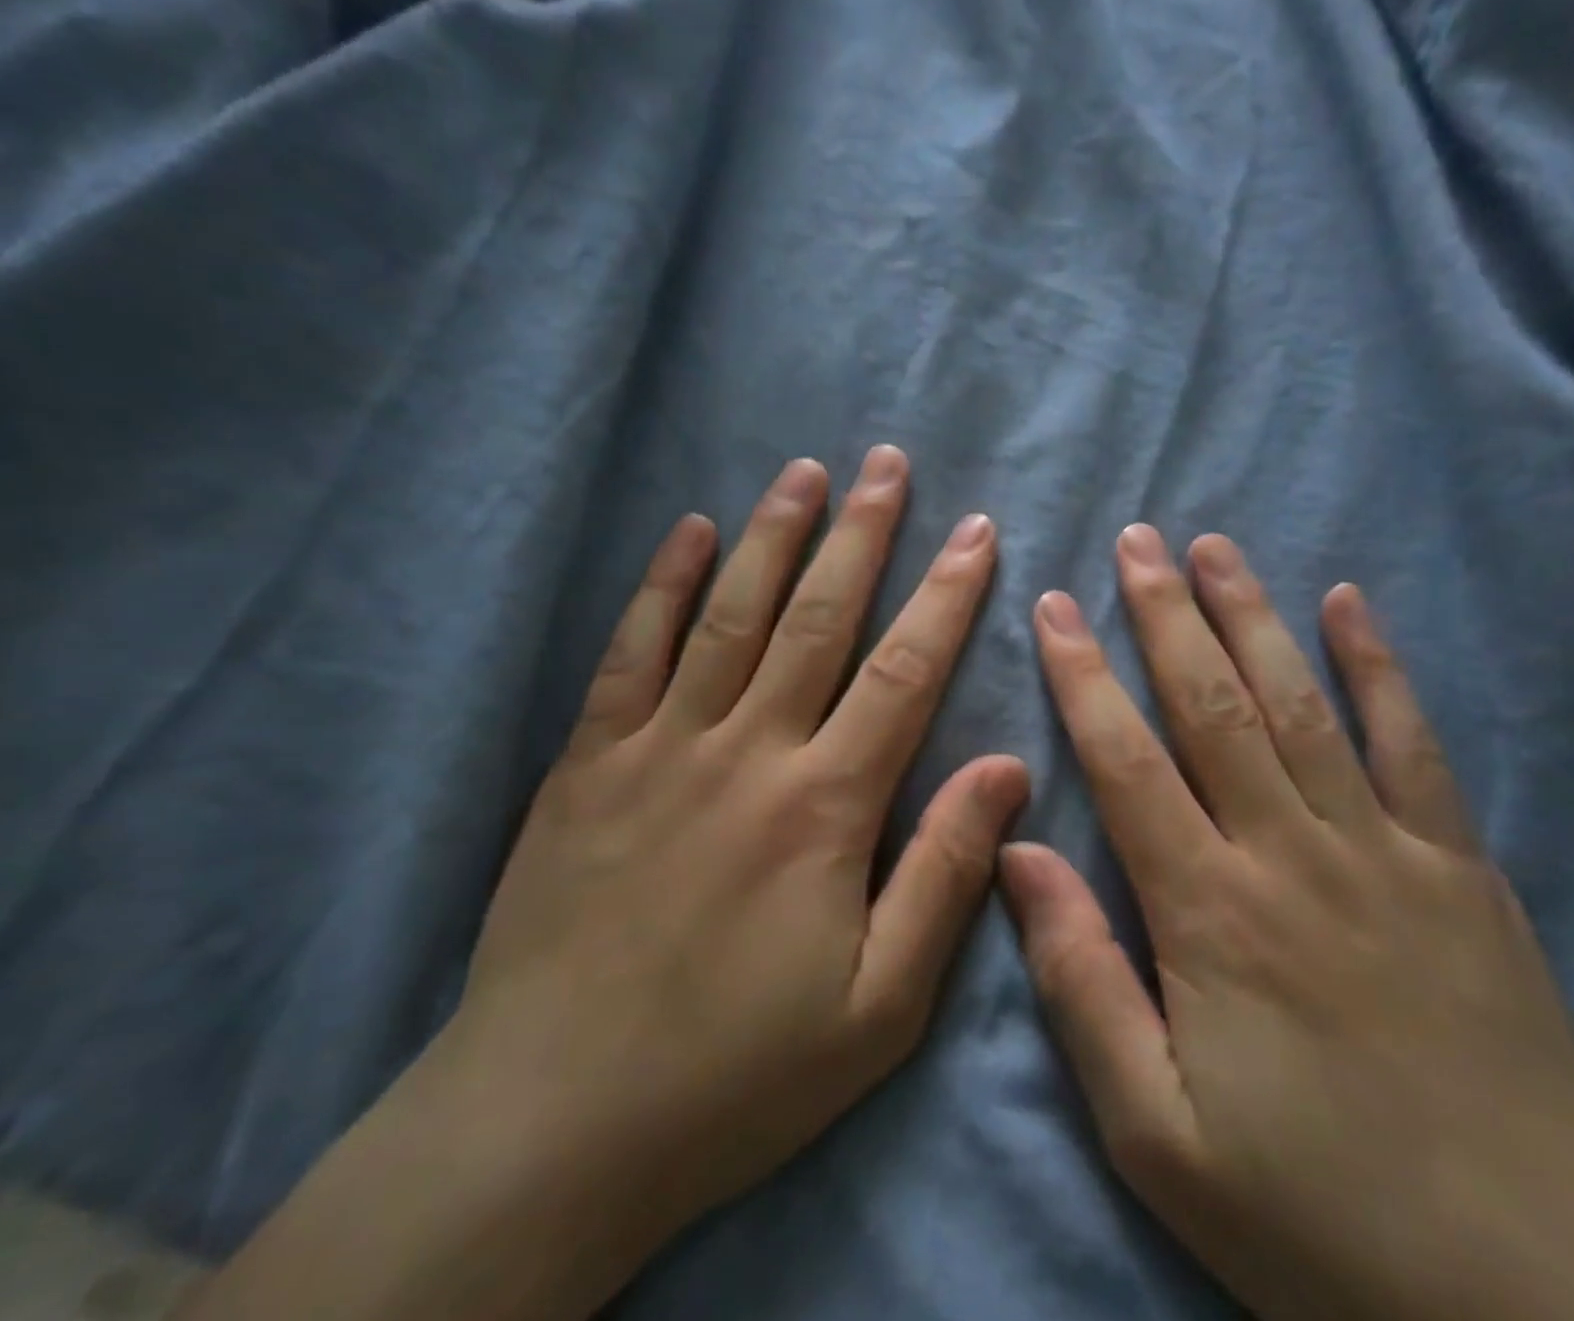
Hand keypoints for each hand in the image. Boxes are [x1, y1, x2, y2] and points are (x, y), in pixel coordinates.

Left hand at [179, 449, 1027, 1320]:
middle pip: (817, 617)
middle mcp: (745, 751)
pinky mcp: (588, 764)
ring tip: (804, 472)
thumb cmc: (737, 1073)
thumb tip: (1006, 767)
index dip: (947, 594)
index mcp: (824, 806)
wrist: (550, 1126)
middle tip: (887, 463)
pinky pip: (630, 653)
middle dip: (861, 533)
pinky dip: (662, 585)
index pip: (904, 671)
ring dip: (772, 535)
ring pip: (729, 615)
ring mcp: (658, 748)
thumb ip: (945, 874)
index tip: (975, 531)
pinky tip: (689, 532)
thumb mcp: (880, 1007)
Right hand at [1001, 527, 1573, 1320]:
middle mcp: (1292, 853)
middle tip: (1134, 540)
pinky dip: (1377, 665)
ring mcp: (1386, 850)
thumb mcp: (1155, 1131)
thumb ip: (1080, 981)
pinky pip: (1413, 743)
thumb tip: (1020, 854)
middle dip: (1164, 614)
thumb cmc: (1312, 1214)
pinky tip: (1348, 601)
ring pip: (1301, 702)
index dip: (1082, 675)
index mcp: (1209, 912)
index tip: (1054, 605)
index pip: (1125, 759)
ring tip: (1213, 547)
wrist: (1533, 1296)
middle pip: (1213, 704)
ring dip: (1252, 615)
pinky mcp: (1460, 868)